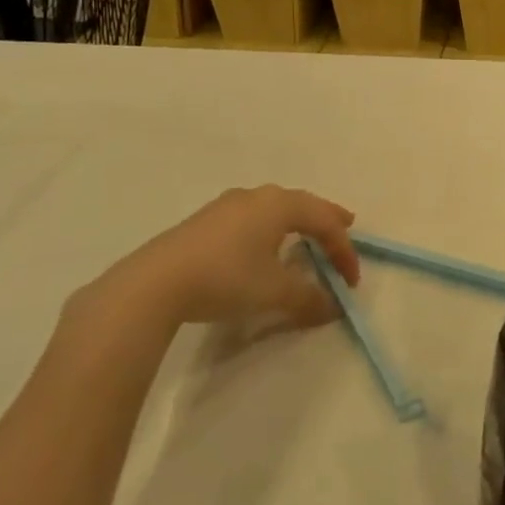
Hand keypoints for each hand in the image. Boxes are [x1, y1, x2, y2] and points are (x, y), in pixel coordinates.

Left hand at [83, 185, 360, 343]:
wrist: (154, 283)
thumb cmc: (226, 278)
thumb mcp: (275, 292)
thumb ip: (309, 298)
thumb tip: (332, 307)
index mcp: (280, 205)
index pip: (326, 222)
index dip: (344, 251)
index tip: (350, 282)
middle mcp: (258, 196)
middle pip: (303, 204)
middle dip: (326, 220)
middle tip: (345, 227)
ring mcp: (227, 206)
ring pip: (275, 208)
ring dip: (297, 223)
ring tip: (305, 235)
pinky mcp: (205, 221)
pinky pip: (252, 218)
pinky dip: (270, 229)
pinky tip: (262, 245)